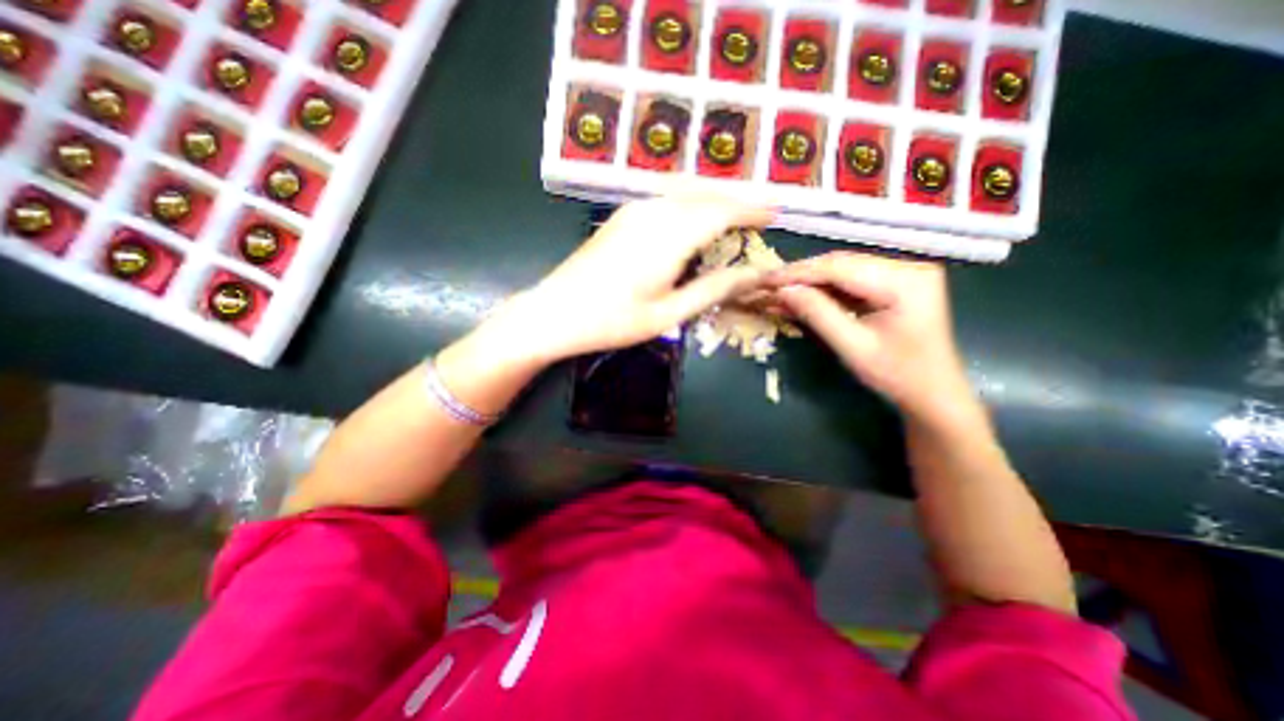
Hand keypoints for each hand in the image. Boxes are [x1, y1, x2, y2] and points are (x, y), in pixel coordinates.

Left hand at [492, 195, 772, 364]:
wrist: (555, 312)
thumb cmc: (613, 321)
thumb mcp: (669, 313)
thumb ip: (714, 289)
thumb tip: (757, 274)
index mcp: (669, 236)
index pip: (723, 210)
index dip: (753, 208)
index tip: (776, 214)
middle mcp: (654, 211)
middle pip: (707, 194)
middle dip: (738, 200)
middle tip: (761, 214)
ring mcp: (634, 209)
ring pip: (687, 192)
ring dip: (715, 199)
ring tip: (736, 215)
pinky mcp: (622, 214)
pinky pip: (667, 198)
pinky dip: (691, 203)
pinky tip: (696, 219)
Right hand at [759, 253, 975, 422]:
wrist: (933, 393)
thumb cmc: (898, 375)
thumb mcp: (853, 346)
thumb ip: (817, 314)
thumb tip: (782, 291)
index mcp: (906, 281)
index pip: (840, 268)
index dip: (798, 273)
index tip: (765, 280)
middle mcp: (907, 267)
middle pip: (840, 264)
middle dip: (800, 276)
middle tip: (766, 285)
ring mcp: (902, 273)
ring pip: (841, 271)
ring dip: (808, 283)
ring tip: (777, 292)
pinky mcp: (893, 284)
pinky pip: (849, 282)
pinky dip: (823, 291)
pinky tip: (799, 297)